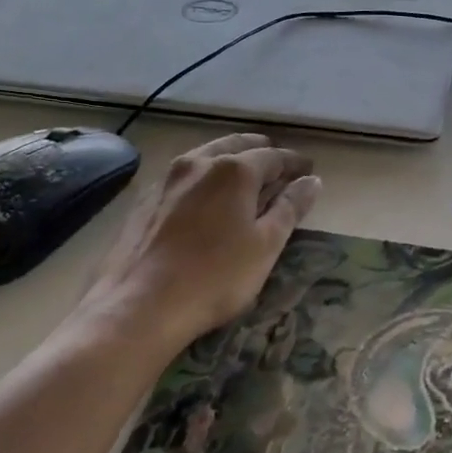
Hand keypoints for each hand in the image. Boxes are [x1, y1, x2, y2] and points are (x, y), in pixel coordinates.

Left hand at [76, 134, 320, 354]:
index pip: (273, 156)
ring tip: (243, 176)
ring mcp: (167, 180)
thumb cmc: (215, 276)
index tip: (309, 170)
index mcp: (234, 170)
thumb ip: (290, 208)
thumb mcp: (266, 245)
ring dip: (229, 160)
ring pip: (206, 156)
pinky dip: (203, 177)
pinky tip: (204, 196)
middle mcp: (199, 163)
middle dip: (261, 152)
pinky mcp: (144, 201)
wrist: (139, 306)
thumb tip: (312, 181)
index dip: (294, 162)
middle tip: (278, 164)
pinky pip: (184, 177)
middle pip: (236, 146)